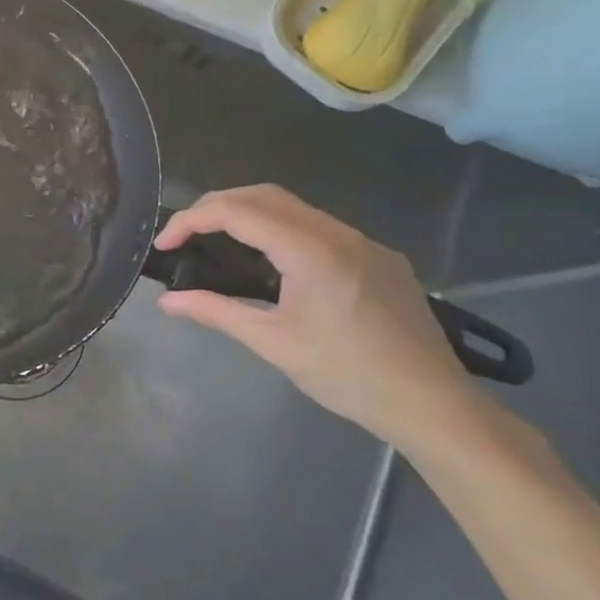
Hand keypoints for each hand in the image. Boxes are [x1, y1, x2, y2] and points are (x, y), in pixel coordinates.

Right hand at [153, 185, 478, 449]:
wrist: (434, 404)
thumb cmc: (347, 375)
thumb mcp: (272, 343)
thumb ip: (215, 312)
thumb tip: (167, 301)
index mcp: (311, 251)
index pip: (238, 212)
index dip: (192, 220)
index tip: (165, 243)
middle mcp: (339, 234)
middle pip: (264, 195)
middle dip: (216, 206)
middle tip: (185, 235)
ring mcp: (364, 243)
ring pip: (293, 207)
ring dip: (248, 214)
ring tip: (217, 244)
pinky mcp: (379, 258)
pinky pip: (318, 227)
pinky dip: (279, 229)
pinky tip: (270, 263)